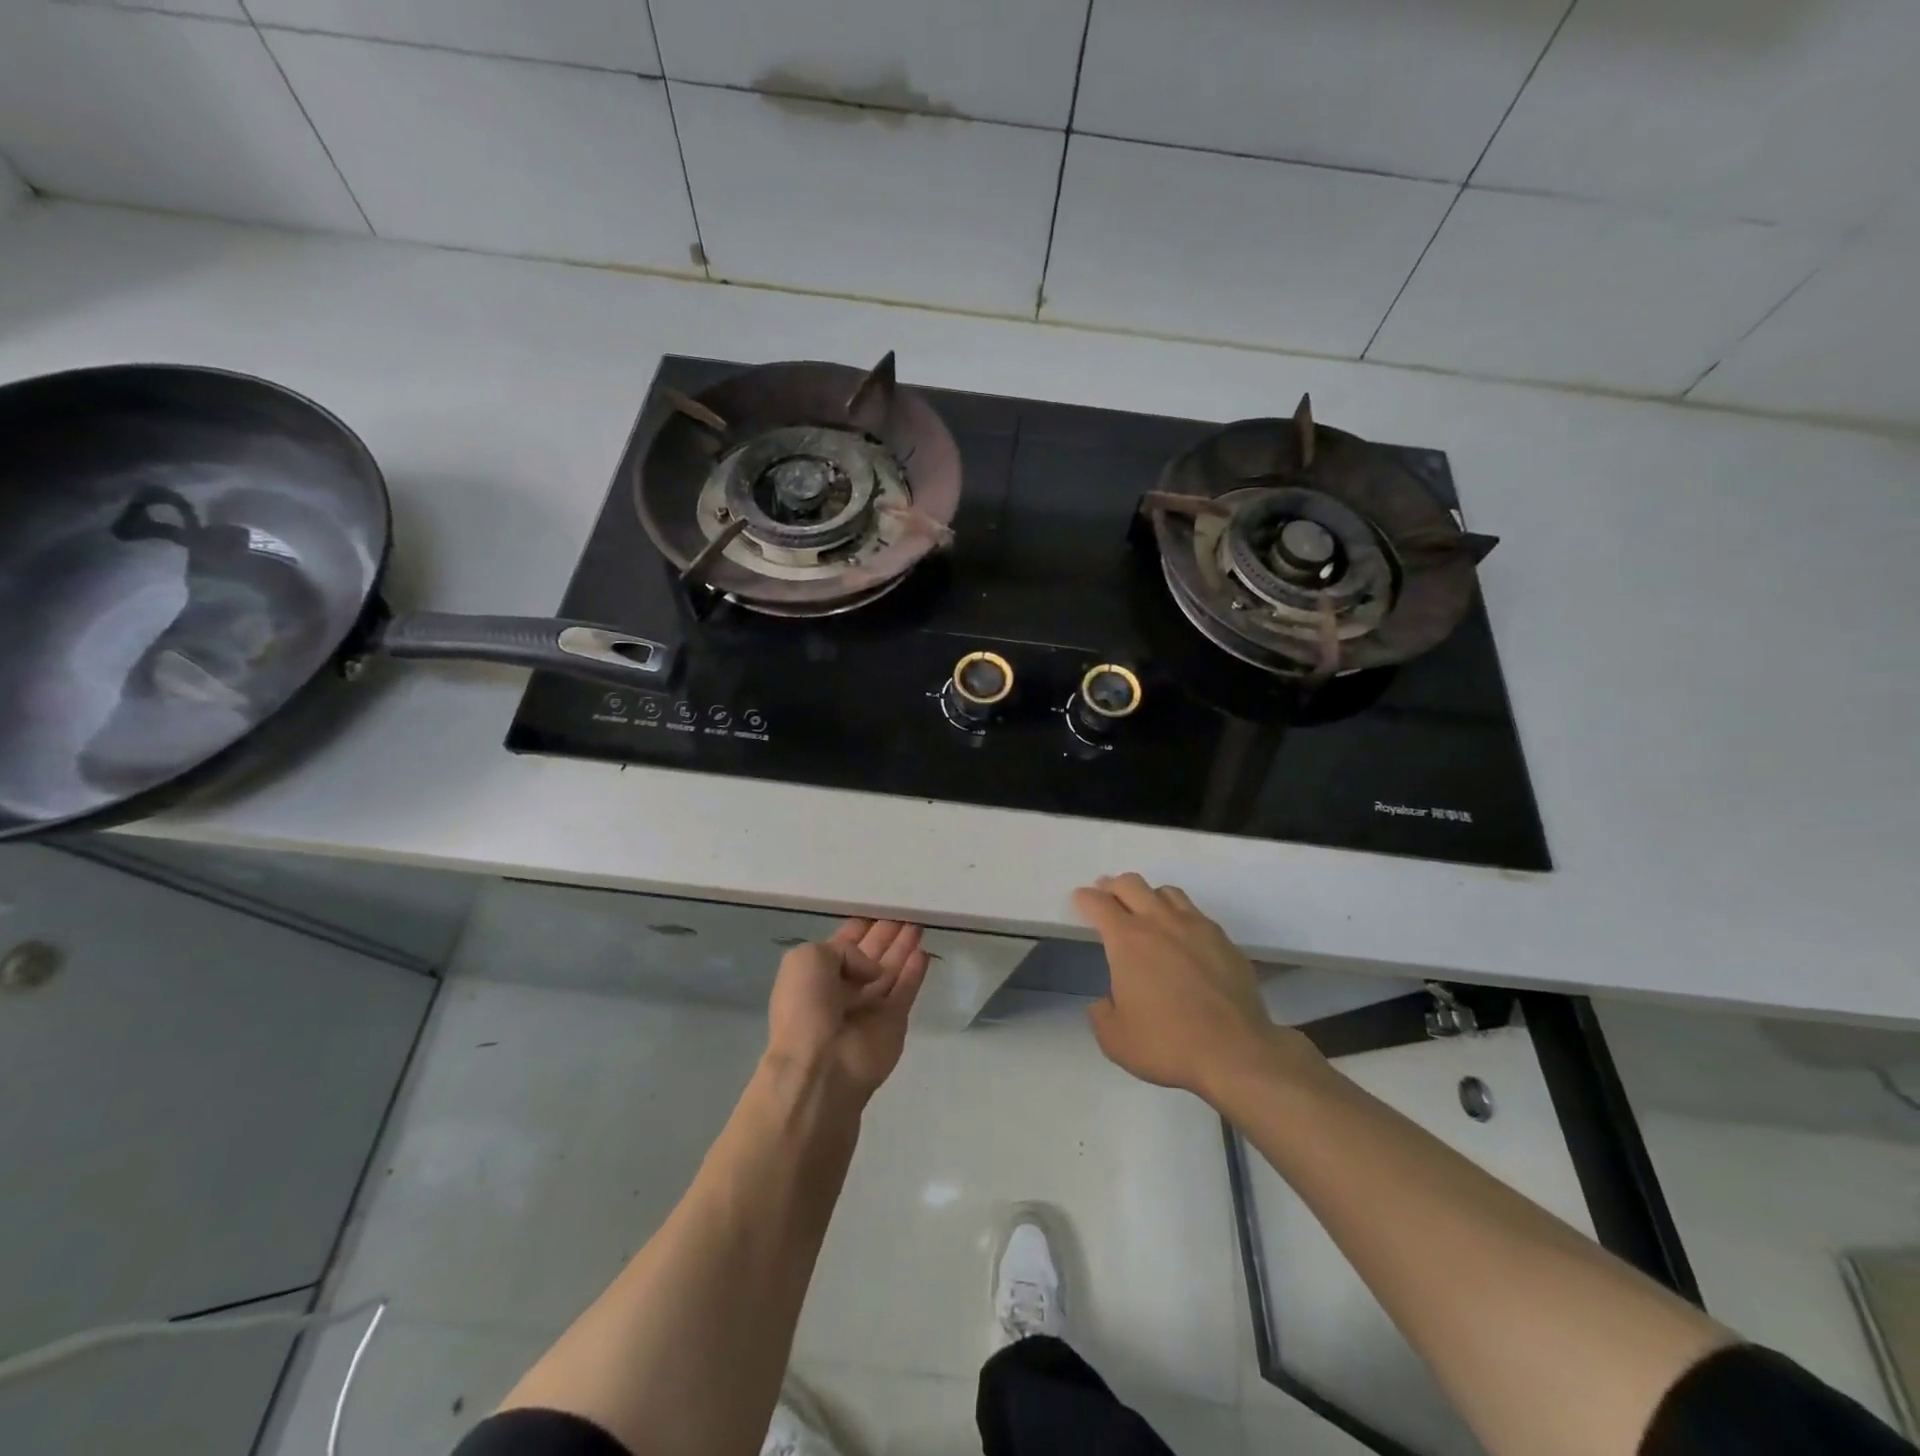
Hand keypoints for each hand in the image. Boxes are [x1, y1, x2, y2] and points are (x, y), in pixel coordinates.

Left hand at [765, 919, 929, 1104]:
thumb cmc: (806, 1007)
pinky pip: (906, 990)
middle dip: (886, 933)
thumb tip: (872, 970)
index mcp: (817, 974)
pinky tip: (923, 952)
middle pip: (871, 954)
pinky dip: (915, 972)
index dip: (861, 926)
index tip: (879, 906)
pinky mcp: (893, 1022)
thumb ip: (843, 949)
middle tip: (905, 910)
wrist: (821, 1065)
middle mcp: (843, 989)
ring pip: (891, 969)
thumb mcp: (808, 958)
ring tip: (919, 922)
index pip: (843, 944)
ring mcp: (869, 1006)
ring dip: (903, 947)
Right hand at [1073, 873, 1319, 1102]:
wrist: (1236, 1053)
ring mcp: (1196, 927)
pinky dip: (1180, 917)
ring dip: (1149, 896)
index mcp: (1127, 940)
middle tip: (1107, 897)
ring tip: (1146, 913)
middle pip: (1131, 884)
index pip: (1098, 903)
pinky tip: (1182, 938)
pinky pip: (1196, 914)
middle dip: (1113, 887)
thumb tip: (1105, 1001)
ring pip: (1167, 892)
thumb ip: (1101, 1013)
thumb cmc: (1168, 1044)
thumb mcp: (1115, 1040)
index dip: (1084, 899)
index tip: (1080, 901)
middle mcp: (1160, 922)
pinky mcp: (1224, 940)